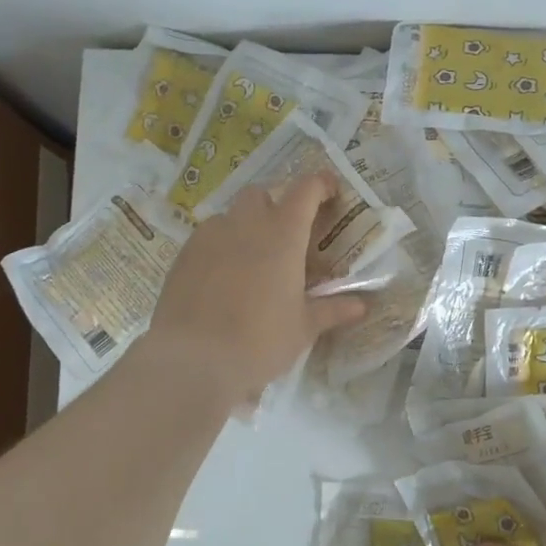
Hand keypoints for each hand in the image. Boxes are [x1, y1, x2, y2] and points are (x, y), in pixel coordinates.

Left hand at [142, 172, 366, 408]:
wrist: (192, 360)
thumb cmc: (260, 340)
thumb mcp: (303, 328)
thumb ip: (332, 310)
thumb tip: (362, 305)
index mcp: (282, 234)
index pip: (305, 190)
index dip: (321, 185)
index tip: (331, 192)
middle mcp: (245, 224)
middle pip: (262, 195)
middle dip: (277, 206)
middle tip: (288, 238)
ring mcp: (209, 237)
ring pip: (231, 217)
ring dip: (246, 228)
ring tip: (254, 263)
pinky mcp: (183, 256)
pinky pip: (207, 239)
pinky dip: (222, 248)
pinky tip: (224, 280)